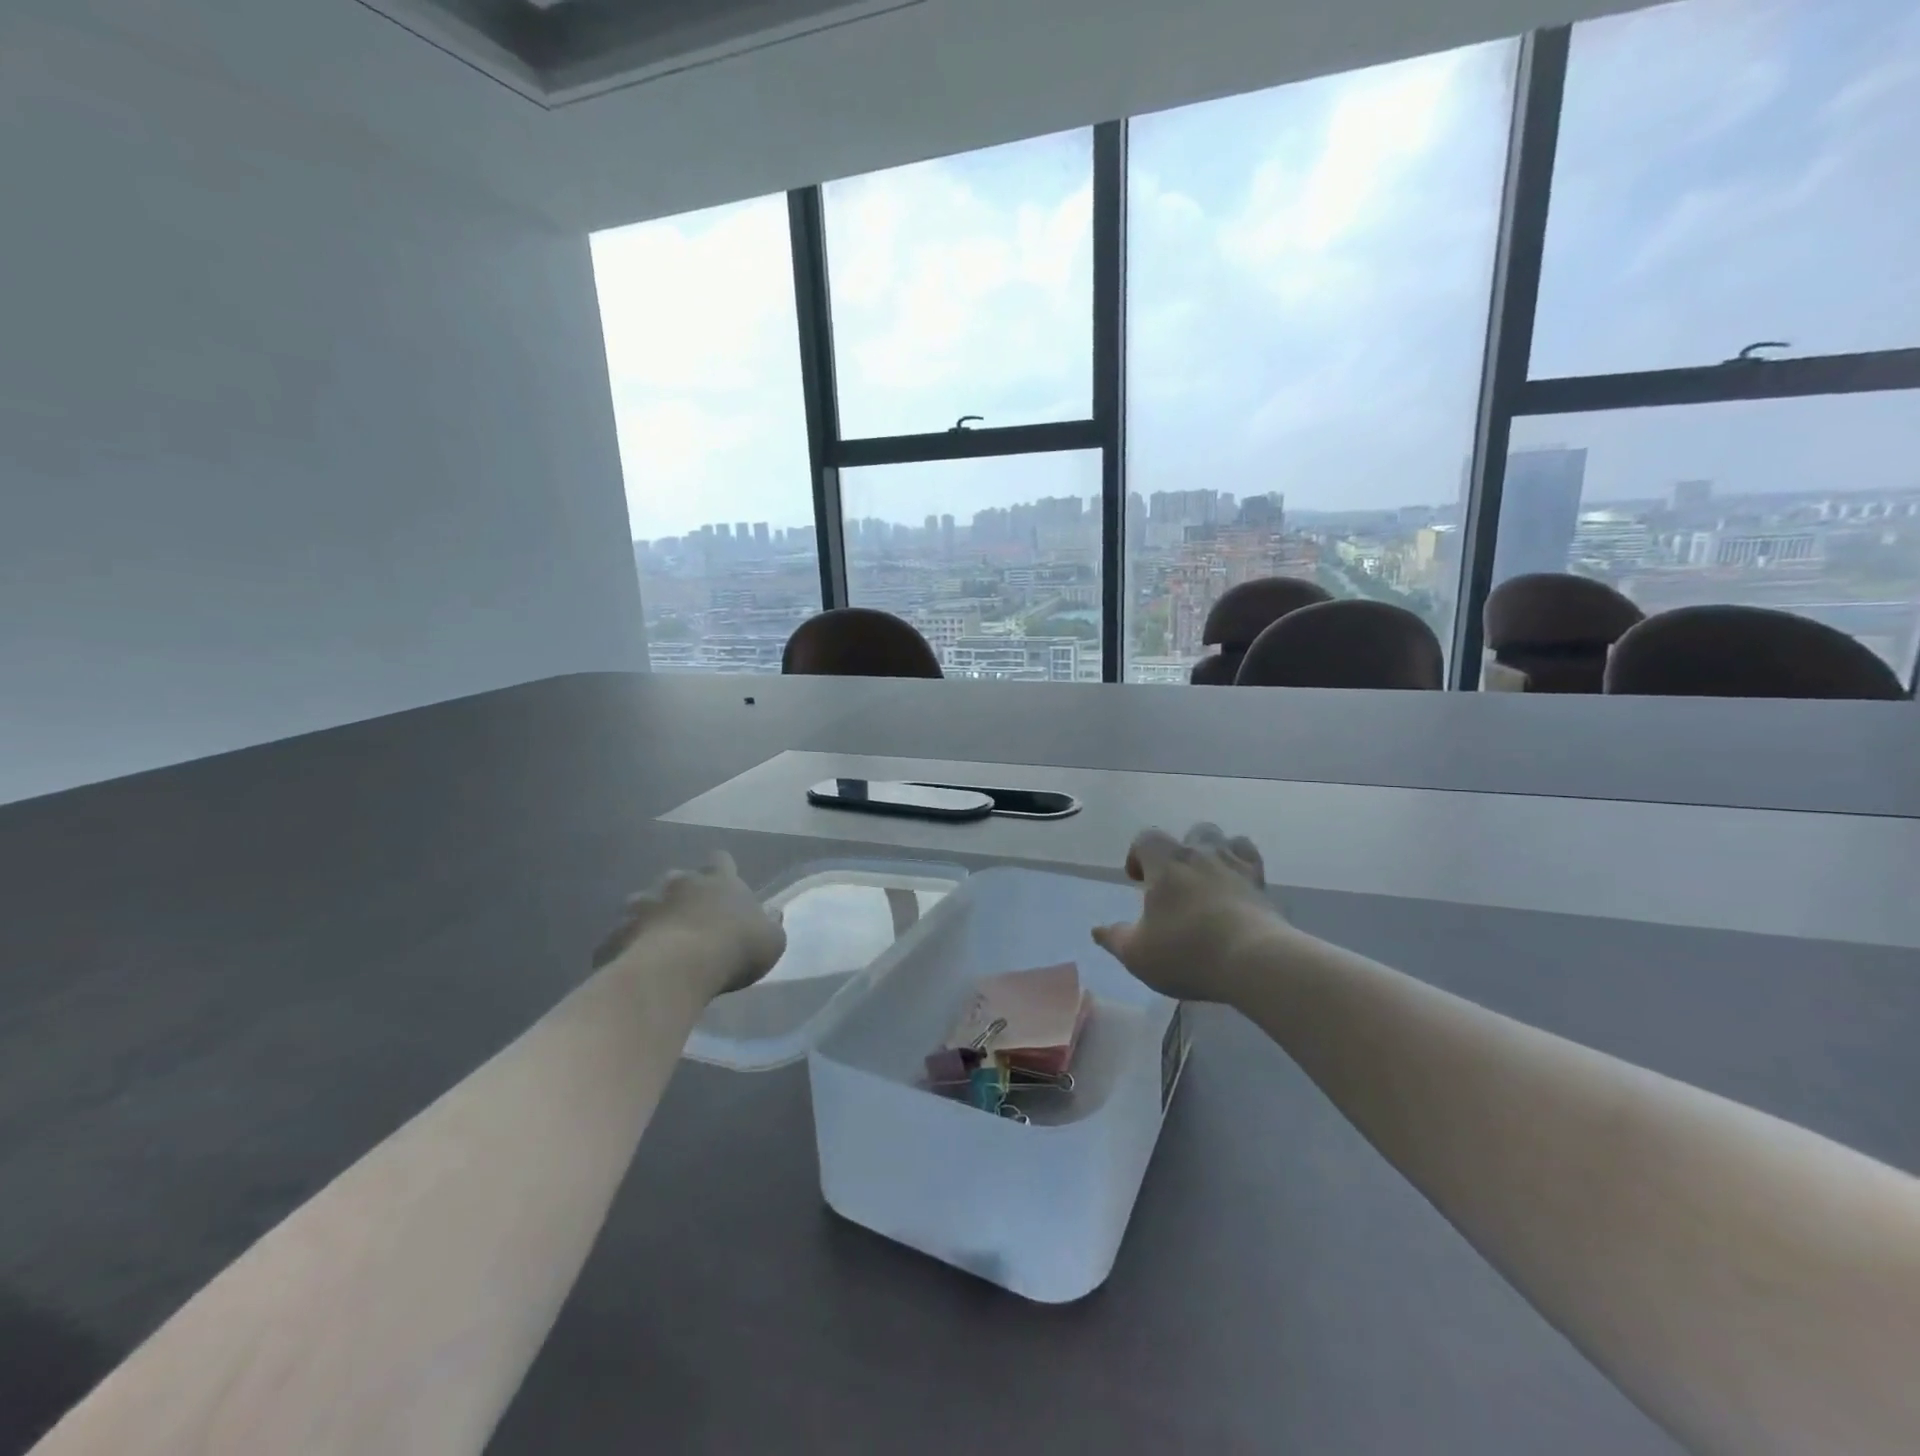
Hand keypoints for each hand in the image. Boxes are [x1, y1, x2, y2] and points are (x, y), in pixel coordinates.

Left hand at [592, 852, 786, 1002]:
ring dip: (648, 916)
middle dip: (679, 894)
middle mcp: (678, 884)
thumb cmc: (734, 948)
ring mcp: (643, 905)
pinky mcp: (616, 933)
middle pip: (678, 879)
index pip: (721, 860)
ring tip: (656, 941)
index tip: (724, 886)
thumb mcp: (771, 941)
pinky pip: (619, 937)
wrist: (677, 969)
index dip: (722, 871)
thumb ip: (771, 925)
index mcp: (718, 880)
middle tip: (688, 919)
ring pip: (641, 902)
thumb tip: (772, 914)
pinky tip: (632, 966)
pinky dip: (626, 946)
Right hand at [1092, 824, 1287, 1002]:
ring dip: (1213, 852)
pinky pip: (1251, 859)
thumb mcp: (1138, 953)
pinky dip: (1242, 865)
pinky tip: (1236, 886)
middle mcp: (1200, 854)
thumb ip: (1115, 938)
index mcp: (1165, 863)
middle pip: (1190, 833)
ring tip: (1207, 879)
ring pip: (1224, 840)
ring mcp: (1235, 866)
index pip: (1146, 839)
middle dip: (1179, 851)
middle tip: (1174, 881)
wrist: (1253, 961)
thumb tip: (1097, 930)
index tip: (1137, 880)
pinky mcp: (1262, 884)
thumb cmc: (1187, 952)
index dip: (1138, 855)